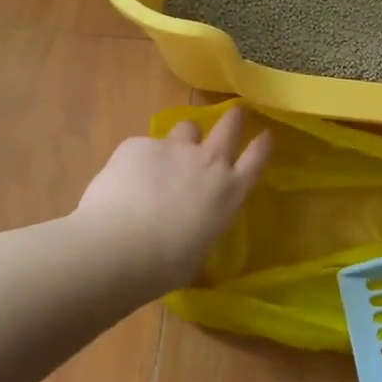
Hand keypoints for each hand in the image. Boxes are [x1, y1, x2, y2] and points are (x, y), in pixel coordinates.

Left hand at [75, 106, 273, 293]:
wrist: (115, 248)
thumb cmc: (163, 266)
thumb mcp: (197, 252)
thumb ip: (202, 227)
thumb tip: (192, 228)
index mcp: (228, 192)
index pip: (257, 158)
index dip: (263, 144)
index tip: (265, 135)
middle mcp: (207, 162)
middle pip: (230, 125)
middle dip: (234, 118)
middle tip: (233, 115)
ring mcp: (173, 148)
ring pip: (187, 127)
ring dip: (183, 138)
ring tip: (168, 156)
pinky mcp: (138, 144)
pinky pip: (144, 145)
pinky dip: (139, 159)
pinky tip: (124, 181)